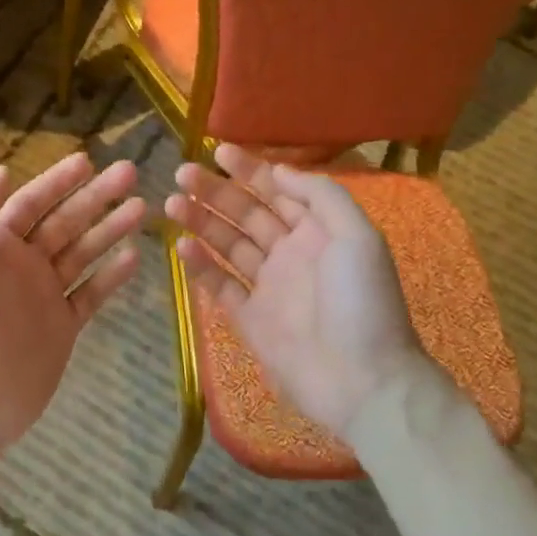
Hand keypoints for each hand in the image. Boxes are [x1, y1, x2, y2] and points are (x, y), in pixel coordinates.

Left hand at [0, 152, 145, 469]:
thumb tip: (2, 171)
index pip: (32, 202)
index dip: (58, 180)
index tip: (88, 160)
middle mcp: (23, 264)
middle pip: (66, 221)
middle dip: (96, 197)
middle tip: (130, 172)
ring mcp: (46, 295)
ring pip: (84, 252)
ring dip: (110, 228)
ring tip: (142, 207)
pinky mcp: (63, 326)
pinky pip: (92, 293)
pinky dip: (112, 275)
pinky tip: (134, 255)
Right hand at [164, 145, 428, 436]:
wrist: (365, 383)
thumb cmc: (363, 303)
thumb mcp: (358, 237)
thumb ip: (321, 196)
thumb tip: (278, 170)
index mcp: (318, 232)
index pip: (277, 191)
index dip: (249, 170)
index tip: (217, 152)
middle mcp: (290, 253)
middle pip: (246, 214)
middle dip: (215, 191)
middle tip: (182, 173)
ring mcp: (268, 287)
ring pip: (228, 244)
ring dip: (201, 221)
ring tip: (171, 203)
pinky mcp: (250, 319)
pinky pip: (220, 285)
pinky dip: (200, 265)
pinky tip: (181, 246)